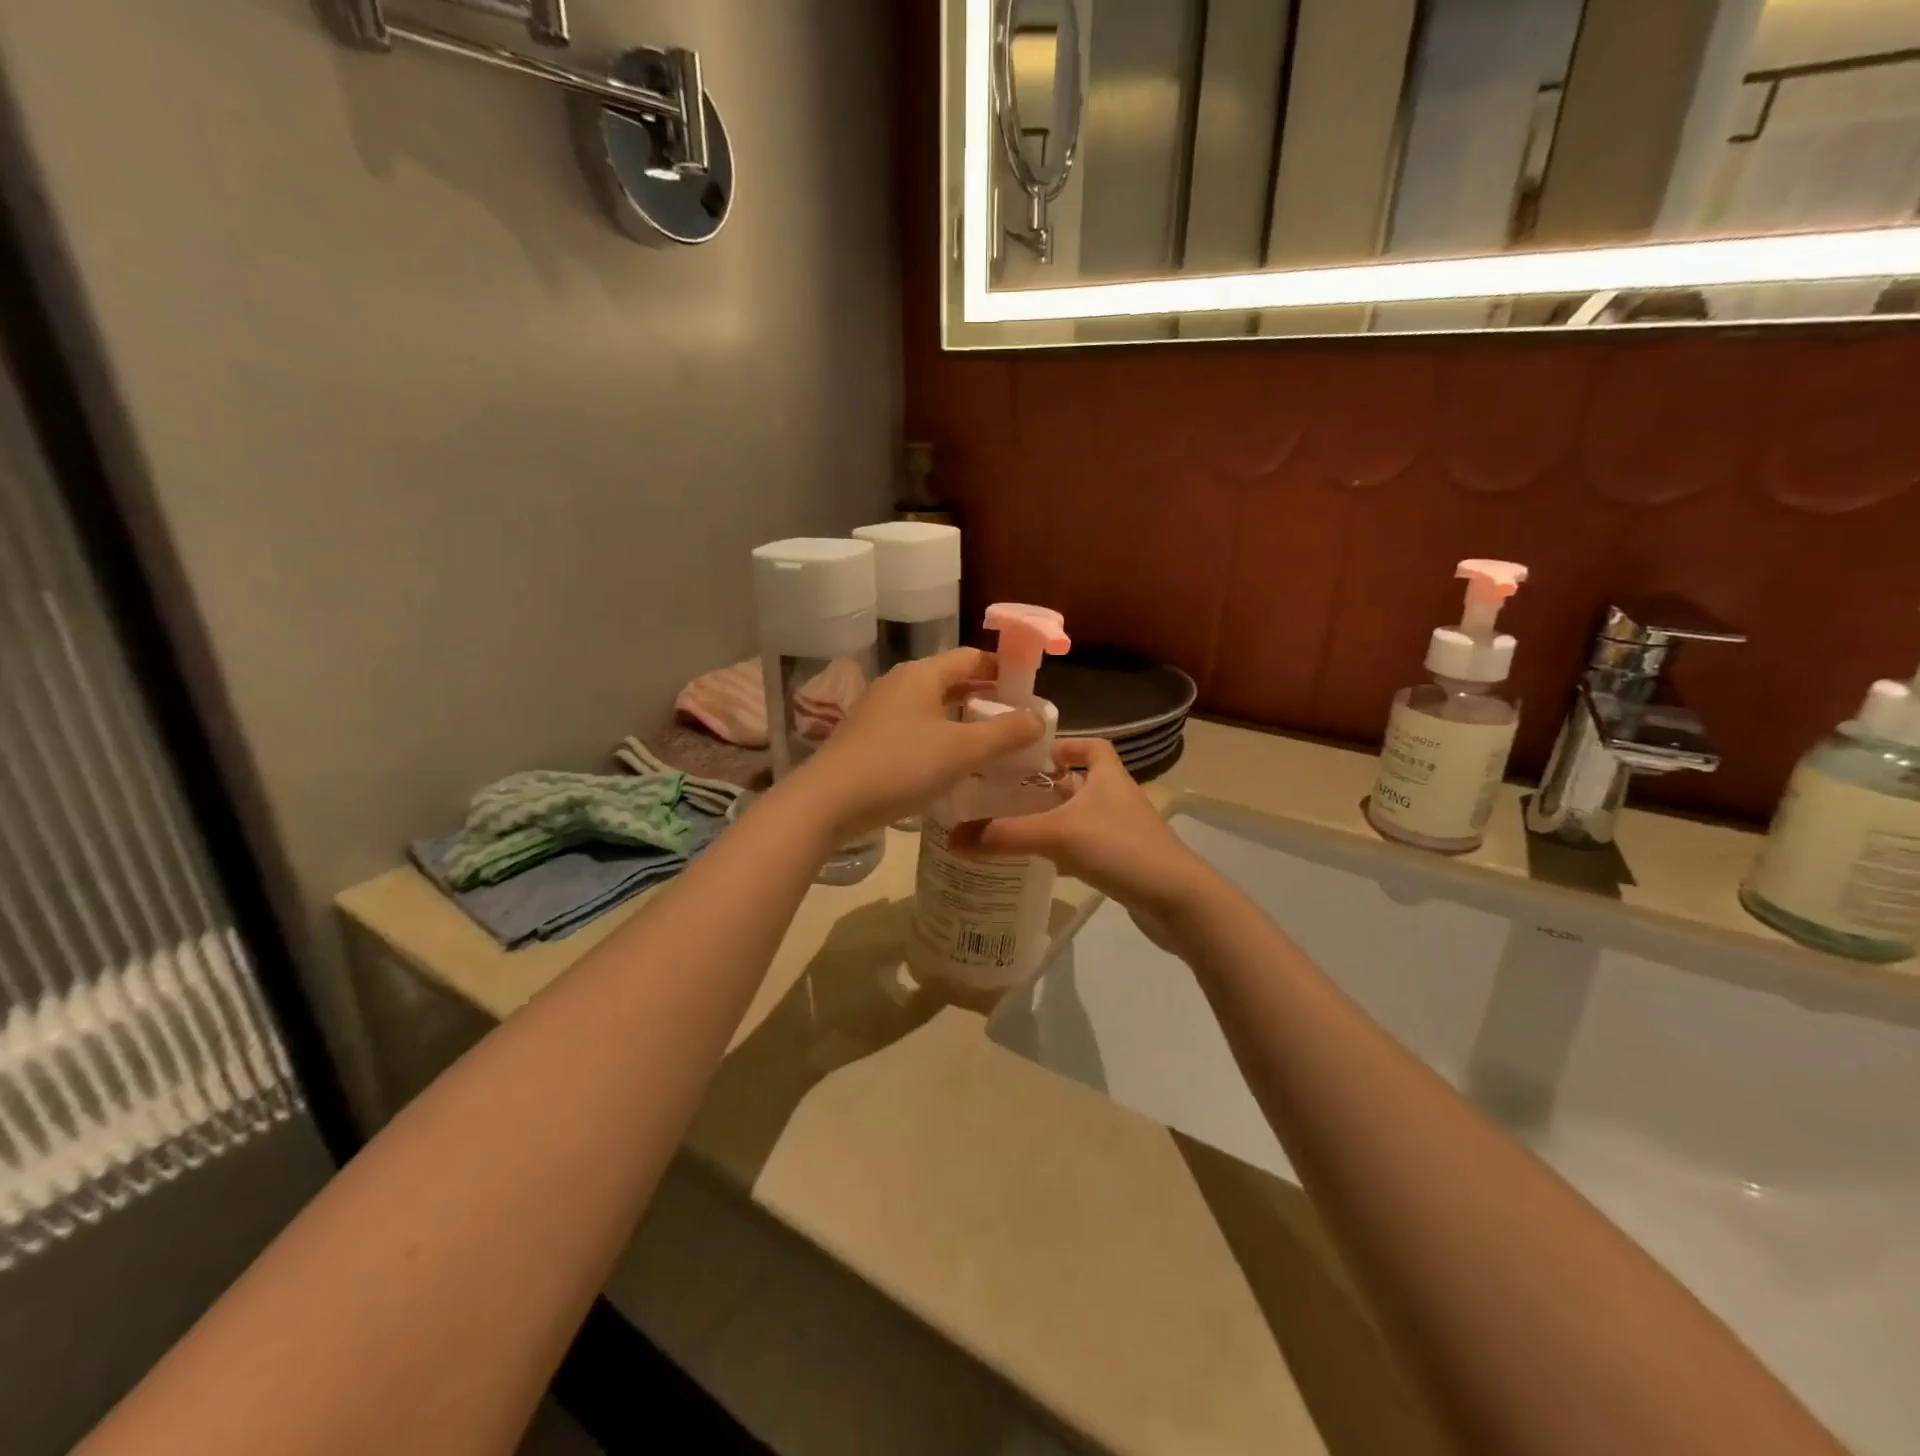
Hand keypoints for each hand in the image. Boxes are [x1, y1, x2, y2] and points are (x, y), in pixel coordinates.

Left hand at [789, 648, 1042, 840]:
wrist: (828, 801)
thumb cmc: (900, 767)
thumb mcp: (961, 751)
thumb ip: (1004, 733)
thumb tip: (1038, 718)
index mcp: (922, 674)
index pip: (972, 657)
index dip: (1003, 669)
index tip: (1028, 691)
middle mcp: (899, 683)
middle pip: (951, 680)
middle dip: (984, 697)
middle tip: (1015, 722)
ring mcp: (878, 710)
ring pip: (931, 706)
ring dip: (961, 720)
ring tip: (989, 744)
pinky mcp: (867, 737)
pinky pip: (913, 727)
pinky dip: (938, 737)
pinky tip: (949, 764)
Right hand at [946, 737, 1215, 945]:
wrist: (1178, 901)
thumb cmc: (1121, 849)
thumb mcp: (1058, 835)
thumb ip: (1005, 835)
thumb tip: (952, 837)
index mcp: (1109, 776)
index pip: (1092, 746)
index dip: (1065, 745)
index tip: (1031, 755)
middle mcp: (1117, 798)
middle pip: (1081, 782)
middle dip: (1047, 785)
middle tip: (1006, 792)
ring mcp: (1123, 832)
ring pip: (1082, 816)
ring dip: (1054, 818)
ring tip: (1013, 825)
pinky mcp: (1124, 862)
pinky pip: (1088, 846)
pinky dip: (1066, 849)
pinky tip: (1041, 862)